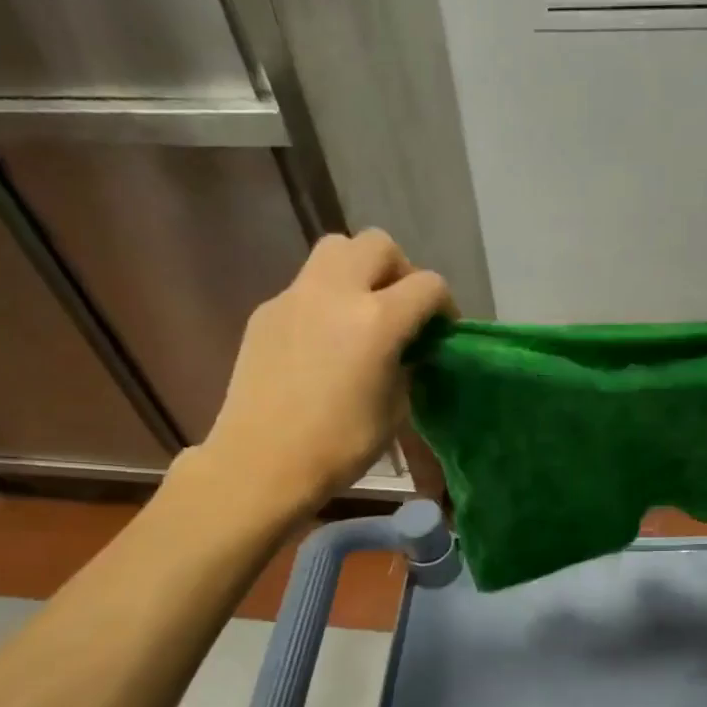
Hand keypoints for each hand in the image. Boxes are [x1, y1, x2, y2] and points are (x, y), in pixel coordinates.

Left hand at [189, 229, 453, 517]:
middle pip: (378, 244)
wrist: (262, 462)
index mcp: (378, 320)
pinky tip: (324, 341)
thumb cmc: (339, 446)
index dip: (444, 305)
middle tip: (401, 309)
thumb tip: (407, 349)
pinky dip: (326, 298)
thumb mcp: (395, 409)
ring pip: (335, 249)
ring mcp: (295, 296)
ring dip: (359, 269)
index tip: (441, 332)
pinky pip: (306, 285)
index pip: (428, 285)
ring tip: (363, 312)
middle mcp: (336, 293)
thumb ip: (407, 365)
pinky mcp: (267, 311)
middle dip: (400, 270)